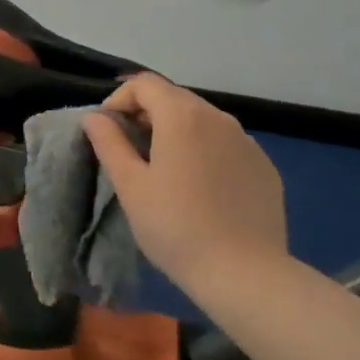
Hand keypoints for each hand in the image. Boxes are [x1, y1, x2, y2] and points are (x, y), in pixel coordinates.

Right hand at [82, 74, 290, 288]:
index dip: (120, 99)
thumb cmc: (177, 228)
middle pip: (175, 98)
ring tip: (166, 170)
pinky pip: (227, 145)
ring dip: (178, 132)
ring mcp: (246, 141)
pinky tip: (202, 189)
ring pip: (203, 121)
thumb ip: (109, 143)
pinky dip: (206, 152)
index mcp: (181, 116)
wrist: (246, 275)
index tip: (108, 129)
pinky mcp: (264, 166)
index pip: (144, 84)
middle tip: (131, 150)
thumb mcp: (131, 187)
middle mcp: (218, 117)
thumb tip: (94, 117)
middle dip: (147, 115)